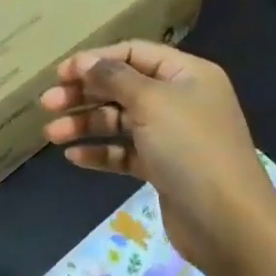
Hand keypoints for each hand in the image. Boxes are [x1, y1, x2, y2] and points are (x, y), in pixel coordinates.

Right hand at [40, 41, 275, 268]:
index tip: (60, 73)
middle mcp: (180, 100)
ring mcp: (172, 136)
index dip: (96, 60)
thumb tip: (87, 61)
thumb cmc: (190, 148)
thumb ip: (114, 77)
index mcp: (187, 74)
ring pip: (120, 121)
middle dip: (84, 93)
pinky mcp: (163, 168)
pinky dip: (100, 152)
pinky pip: (125, 152)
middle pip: (122, 87)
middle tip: (47, 103)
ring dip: (85, 124)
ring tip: (52, 134)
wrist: (228, 223)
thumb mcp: (151, 102)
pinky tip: (74, 157)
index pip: (134, 53)